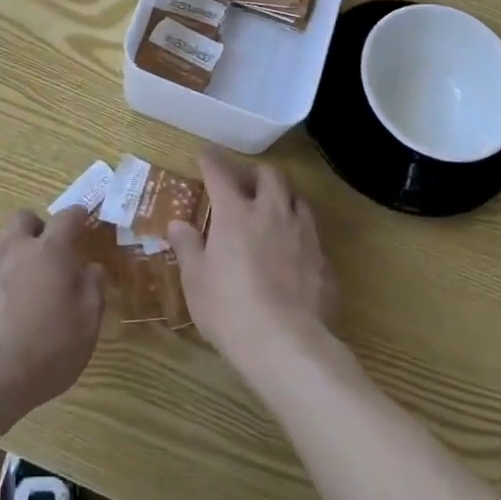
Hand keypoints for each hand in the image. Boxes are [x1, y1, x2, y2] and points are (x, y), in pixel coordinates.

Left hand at [0, 206, 105, 440]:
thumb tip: (92, 267)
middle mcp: (14, 248)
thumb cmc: (41, 353)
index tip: (83, 218)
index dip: (77, 215)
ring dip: (11, 248)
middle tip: (48, 253)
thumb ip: (93, 290)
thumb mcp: (85, 328)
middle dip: (38, 228)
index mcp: (49, 252)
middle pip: (24, 218)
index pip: (66, 218)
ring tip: (20, 276)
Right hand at [168, 151, 334, 382]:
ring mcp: (302, 235)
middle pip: (269, 174)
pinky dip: (297, 232)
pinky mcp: (322, 261)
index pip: (220, 172)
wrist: (286, 346)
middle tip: (242, 182)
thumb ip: (187, 247)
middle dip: (254, 171)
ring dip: (282, 197)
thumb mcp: (196, 280)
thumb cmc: (229, 309)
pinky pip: (310, 233)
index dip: (210, 159)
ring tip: (270, 210)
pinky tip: (290, 250)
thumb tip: (178, 224)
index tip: (204, 154)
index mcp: (235, 213)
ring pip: (297, 198)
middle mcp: (271, 213)